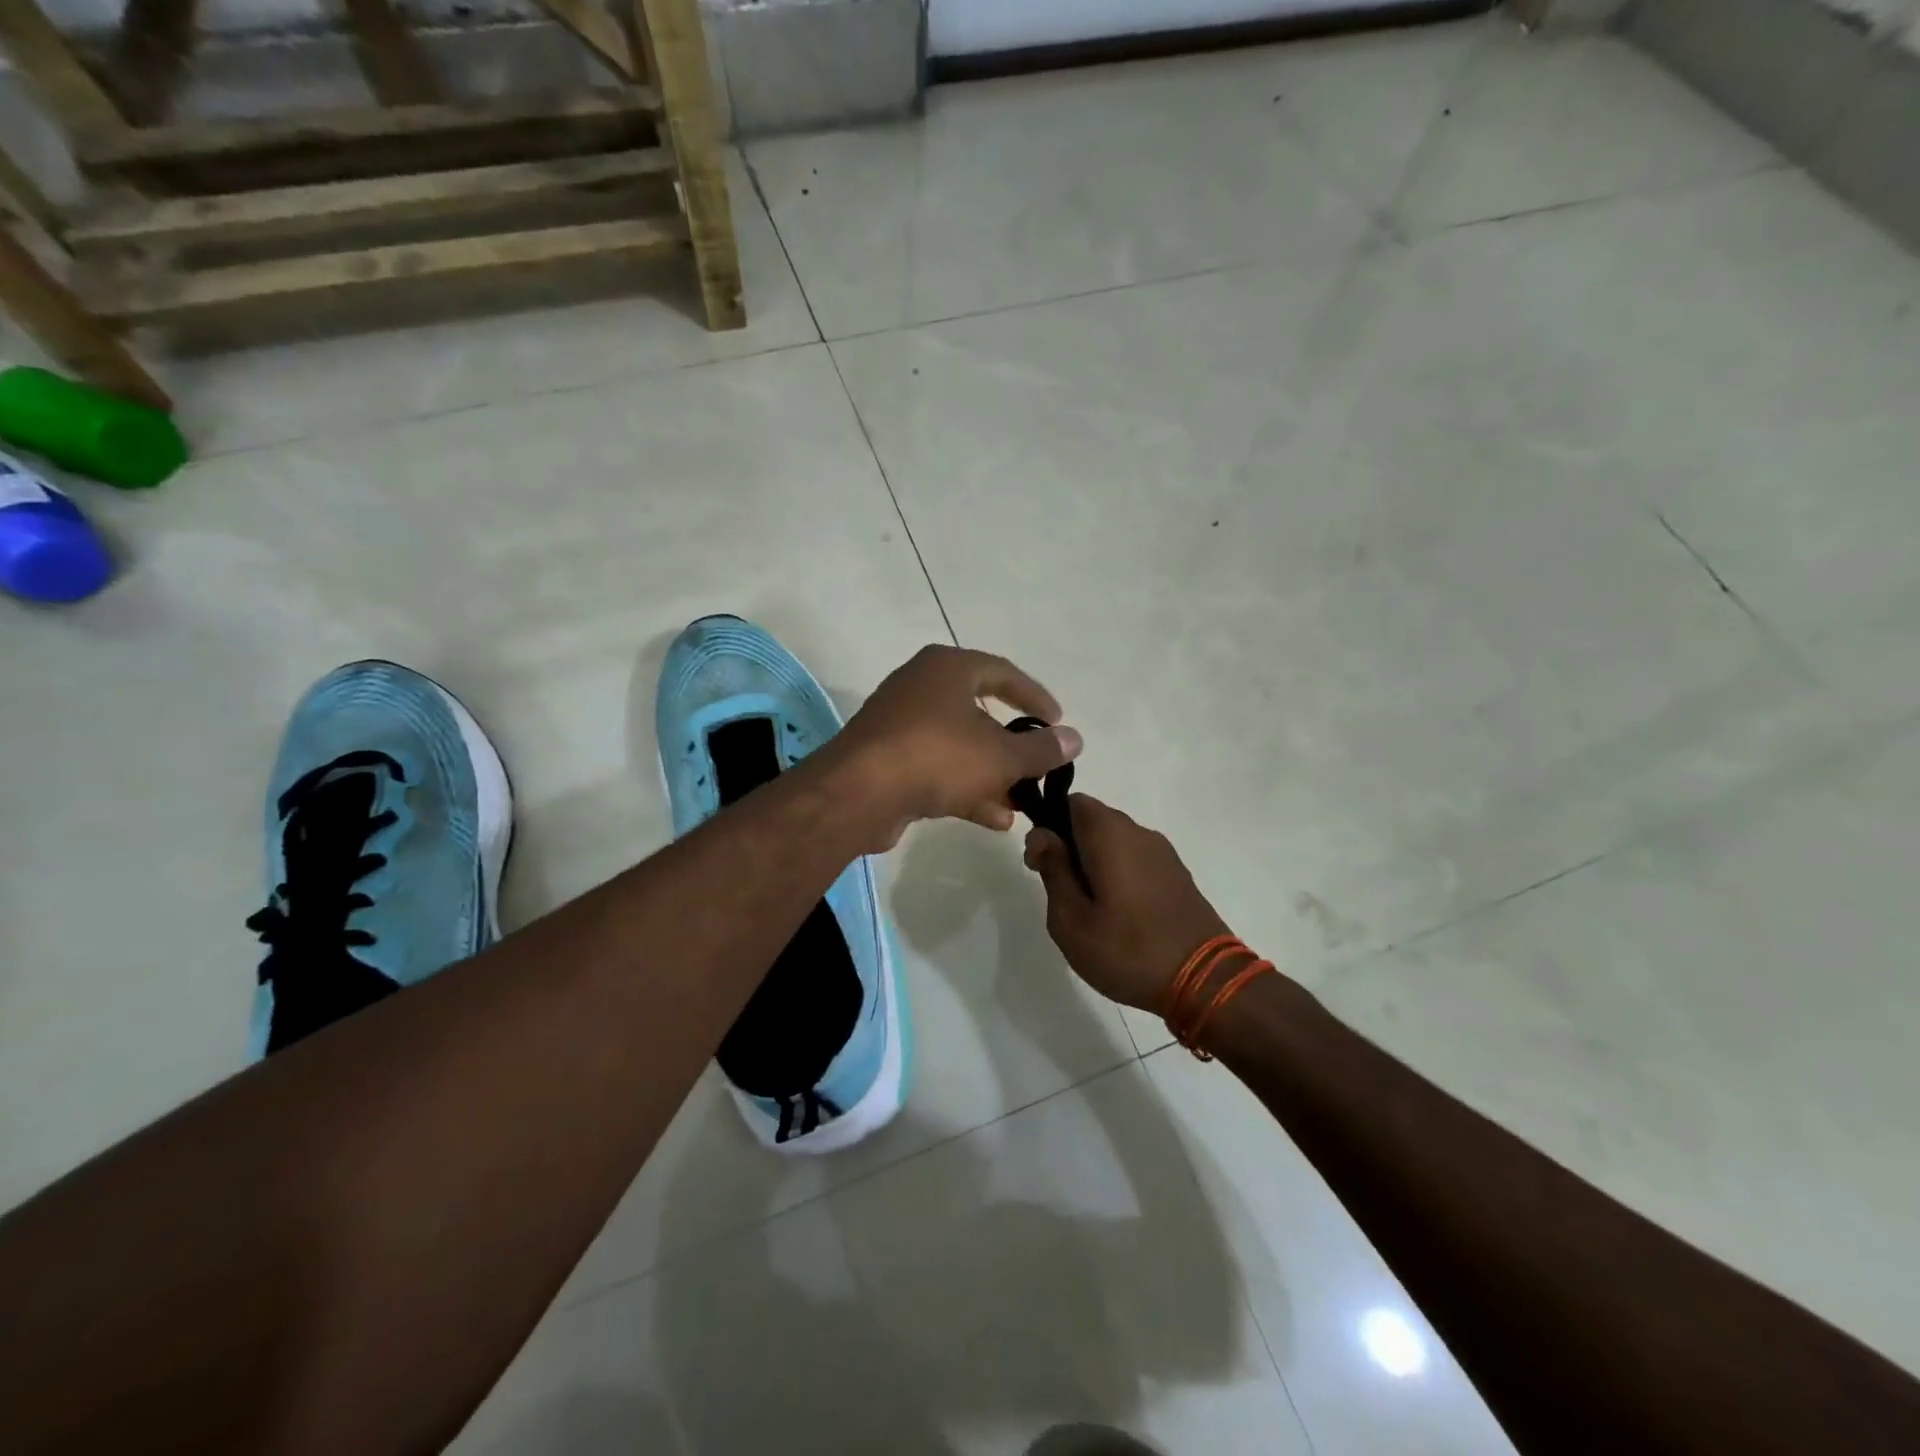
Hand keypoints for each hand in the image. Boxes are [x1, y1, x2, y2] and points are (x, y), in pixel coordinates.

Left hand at [825, 645, 1081, 849]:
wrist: (858, 793)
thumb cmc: (936, 756)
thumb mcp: (1000, 755)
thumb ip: (1041, 749)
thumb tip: (1075, 739)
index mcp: (947, 669)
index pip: (1002, 673)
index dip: (1035, 697)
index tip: (1058, 722)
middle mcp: (921, 688)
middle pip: (979, 714)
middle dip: (1012, 748)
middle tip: (1038, 768)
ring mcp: (900, 725)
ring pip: (958, 747)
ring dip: (991, 776)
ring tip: (1022, 804)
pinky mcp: (887, 760)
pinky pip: (936, 770)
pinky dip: (965, 790)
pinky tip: (994, 820)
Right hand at [1025, 794, 1230, 1011]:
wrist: (1205, 982)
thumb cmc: (1127, 949)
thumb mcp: (1071, 918)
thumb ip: (1053, 869)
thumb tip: (1042, 835)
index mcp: (1110, 833)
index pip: (1071, 802)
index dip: (1049, 825)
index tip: (1040, 864)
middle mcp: (1139, 832)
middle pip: (1093, 821)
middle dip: (1070, 846)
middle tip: (1060, 892)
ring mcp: (1163, 853)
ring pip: (1115, 841)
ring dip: (1094, 863)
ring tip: (1088, 910)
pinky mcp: (1178, 875)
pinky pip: (1136, 860)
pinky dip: (1119, 875)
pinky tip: (1118, 915)